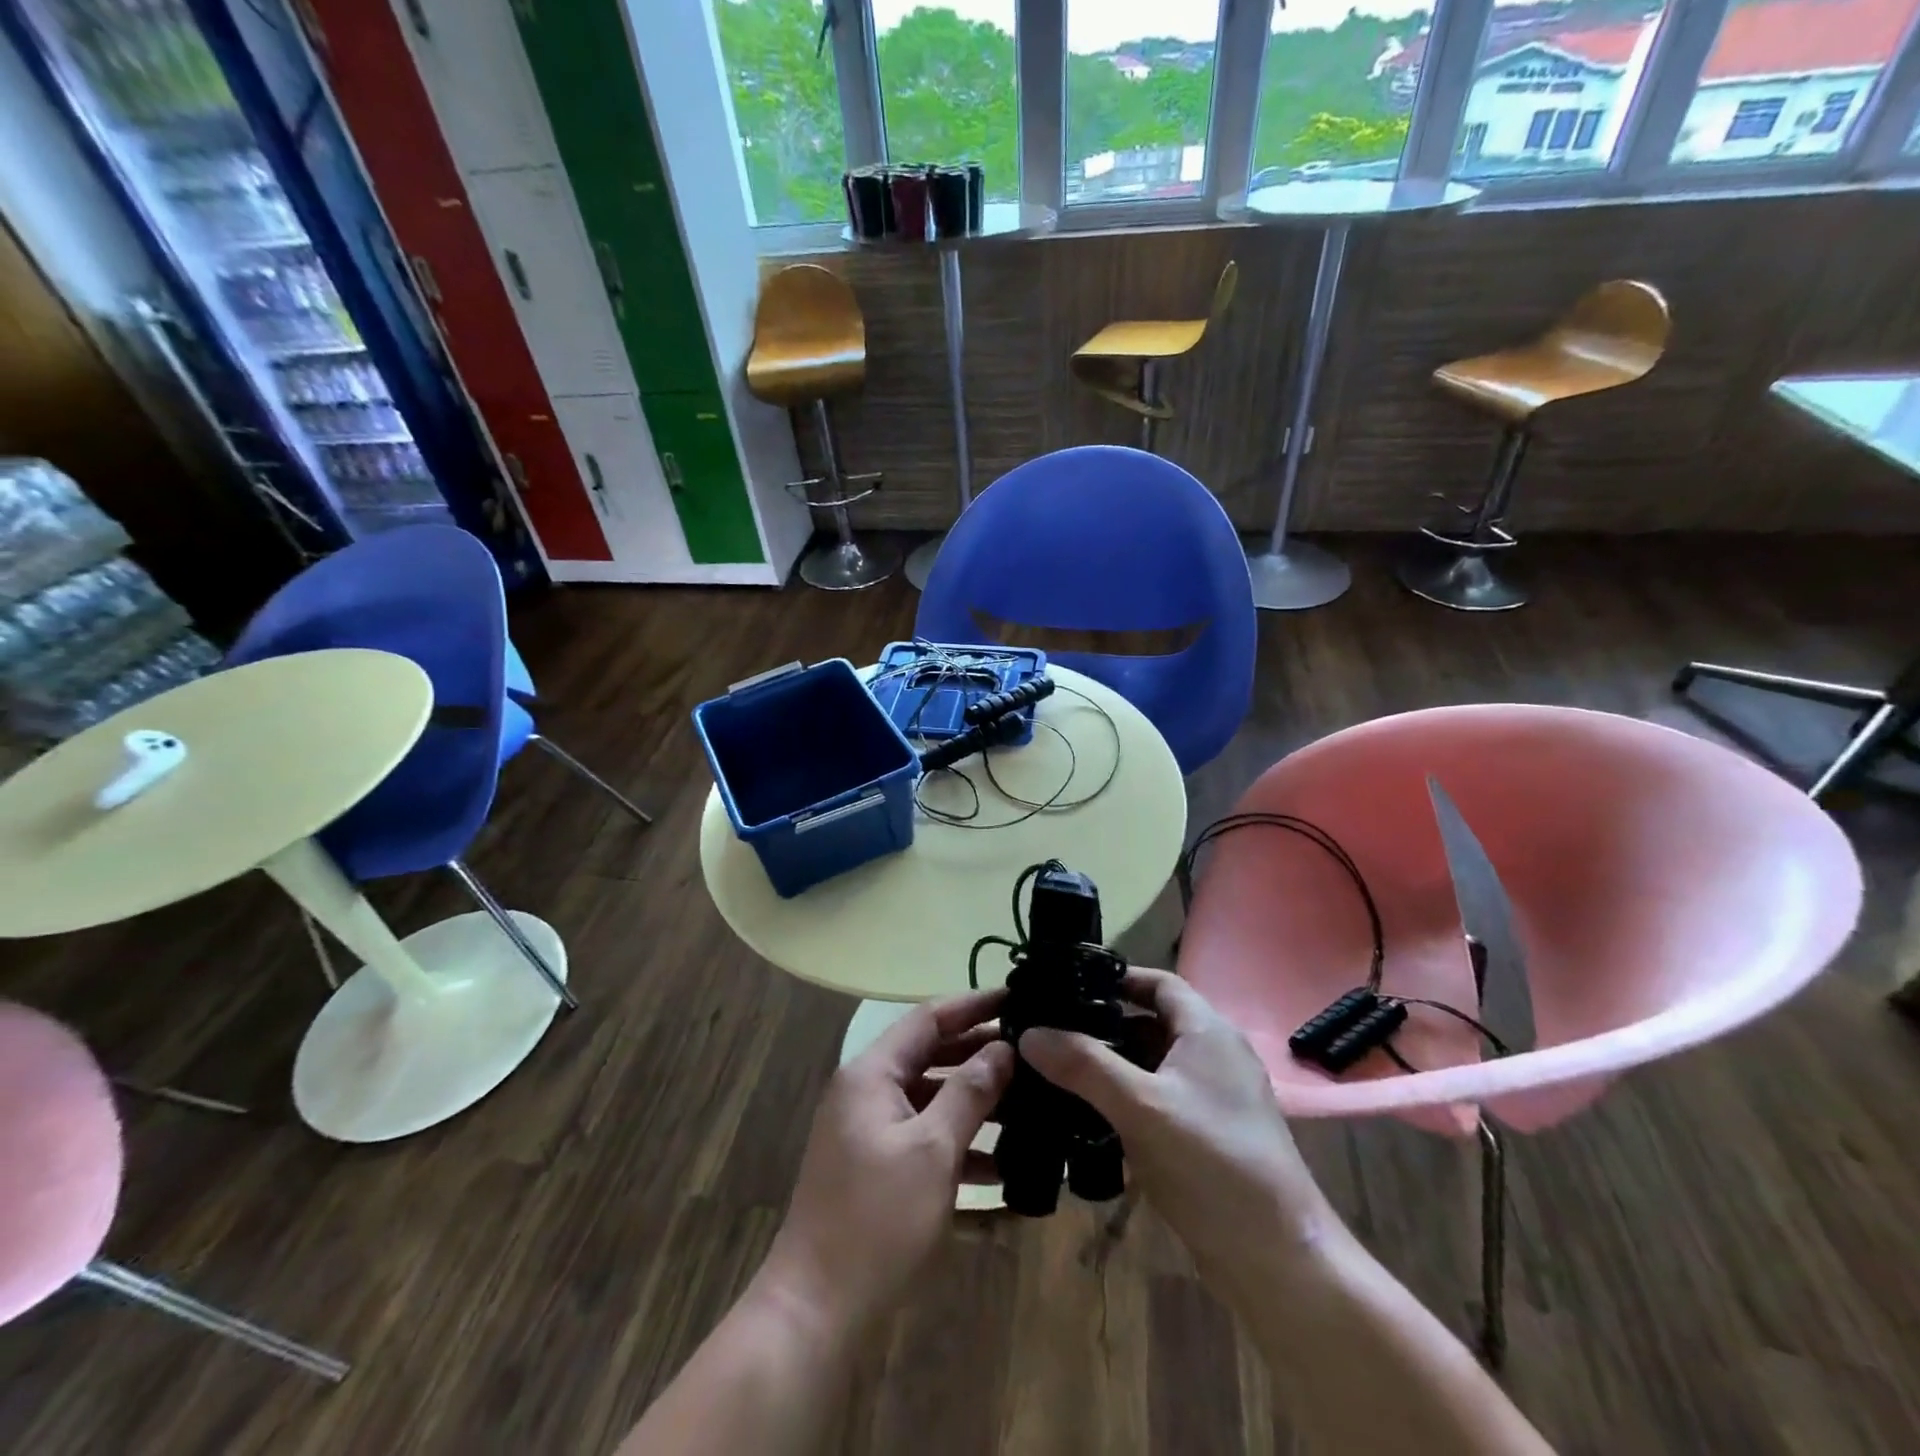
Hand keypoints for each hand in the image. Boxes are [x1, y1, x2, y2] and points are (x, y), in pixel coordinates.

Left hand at [758, 989, 1013, 1336]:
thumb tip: (1004, 1048)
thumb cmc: (876, 1219)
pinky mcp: (877, 1166)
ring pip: (931, 1098)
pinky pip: (924, 1137)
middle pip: (930, 1055)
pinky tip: (1002, 1165)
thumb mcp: (932, 1150)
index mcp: (872, 1073)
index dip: (973, 1005)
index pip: (928, 1018)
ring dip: (975, 1101)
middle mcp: (867, 1091)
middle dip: (980, 1054)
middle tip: (1033, 1053)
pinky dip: (958, 1143)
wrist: (816, 1310)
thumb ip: (970, 1092)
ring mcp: (870, 1130)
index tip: (1017, 998)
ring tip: (1029, 1103)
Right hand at [1018, 968, 1341, 1290]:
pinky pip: (1161, 1100)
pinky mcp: (1209, 1136)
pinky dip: (1128, 1099)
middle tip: (1054, 1030)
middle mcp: (1214, 1056)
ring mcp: (1215, 1099)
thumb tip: (1029, 1033)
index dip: (1118, 978)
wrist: (1277, 1259)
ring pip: (1155, 1065)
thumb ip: (1084, 1066)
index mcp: (1207, 1032)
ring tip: (1060, 1070)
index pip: (1159, 982)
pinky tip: (1091, 1117)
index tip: (1070, 985)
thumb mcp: (1140, 1107)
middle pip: (1153, 1023)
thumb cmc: (1212, 1162)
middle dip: (1105, 1025)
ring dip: (1114, 1065)